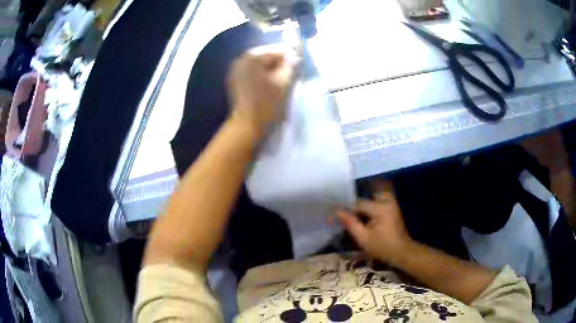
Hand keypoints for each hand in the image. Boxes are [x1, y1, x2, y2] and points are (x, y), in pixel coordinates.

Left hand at [227, 46, 299, 137]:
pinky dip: (263, 75)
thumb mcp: (284, 83)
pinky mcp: (236, 82)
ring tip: (284, 77)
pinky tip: (272, 83)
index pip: (275, 50)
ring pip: (259, 65)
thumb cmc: (267, 104)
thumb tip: (295, 56)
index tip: (300, 60)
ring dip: (272, 69)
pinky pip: (253, 72)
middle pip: (266, 56)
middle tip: (293, 70)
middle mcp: (241, 60)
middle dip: (280, 62)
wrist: (247, 126)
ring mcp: (236, 71)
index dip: (289, 54)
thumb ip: (291, 66)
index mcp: (252, 57)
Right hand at [335, 192, 412, 265]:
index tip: (336, 216)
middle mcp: (387, 201)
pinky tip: (366, 217)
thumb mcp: (363, 238)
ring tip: (356, 217)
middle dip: (356, 207)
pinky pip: (379, 201)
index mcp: (380, 208)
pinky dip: (371, 206)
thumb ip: (350, 223)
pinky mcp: (393, 207)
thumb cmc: (382, 247)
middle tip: (347, 217)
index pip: (358, 204)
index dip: (346, 210)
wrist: (402, 252)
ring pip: (373, 197)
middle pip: (366, 199)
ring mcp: (392, 203)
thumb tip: (336, 212)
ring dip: (364, 206)